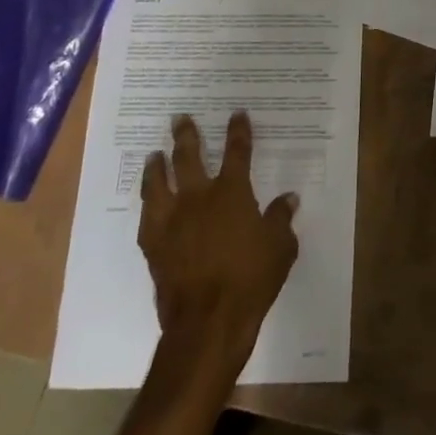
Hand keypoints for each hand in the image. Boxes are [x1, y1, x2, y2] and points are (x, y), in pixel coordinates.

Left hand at [139, 112, 299, 378]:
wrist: (207, 321)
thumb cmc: (251, 279)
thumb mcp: (280, 246)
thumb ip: (281, 218)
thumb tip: (288, 198)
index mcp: (232, 192)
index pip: (237, 151)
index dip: (238, 130)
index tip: (237, 114)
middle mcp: (198, 198)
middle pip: (188, 157)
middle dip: (186, 135)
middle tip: (180, 118)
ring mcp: (171, 221)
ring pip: (158, 183)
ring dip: (156, 166)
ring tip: (154, 155)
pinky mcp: (154, 246)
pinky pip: (147, 217)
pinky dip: (148, 205)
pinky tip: (148, 203)